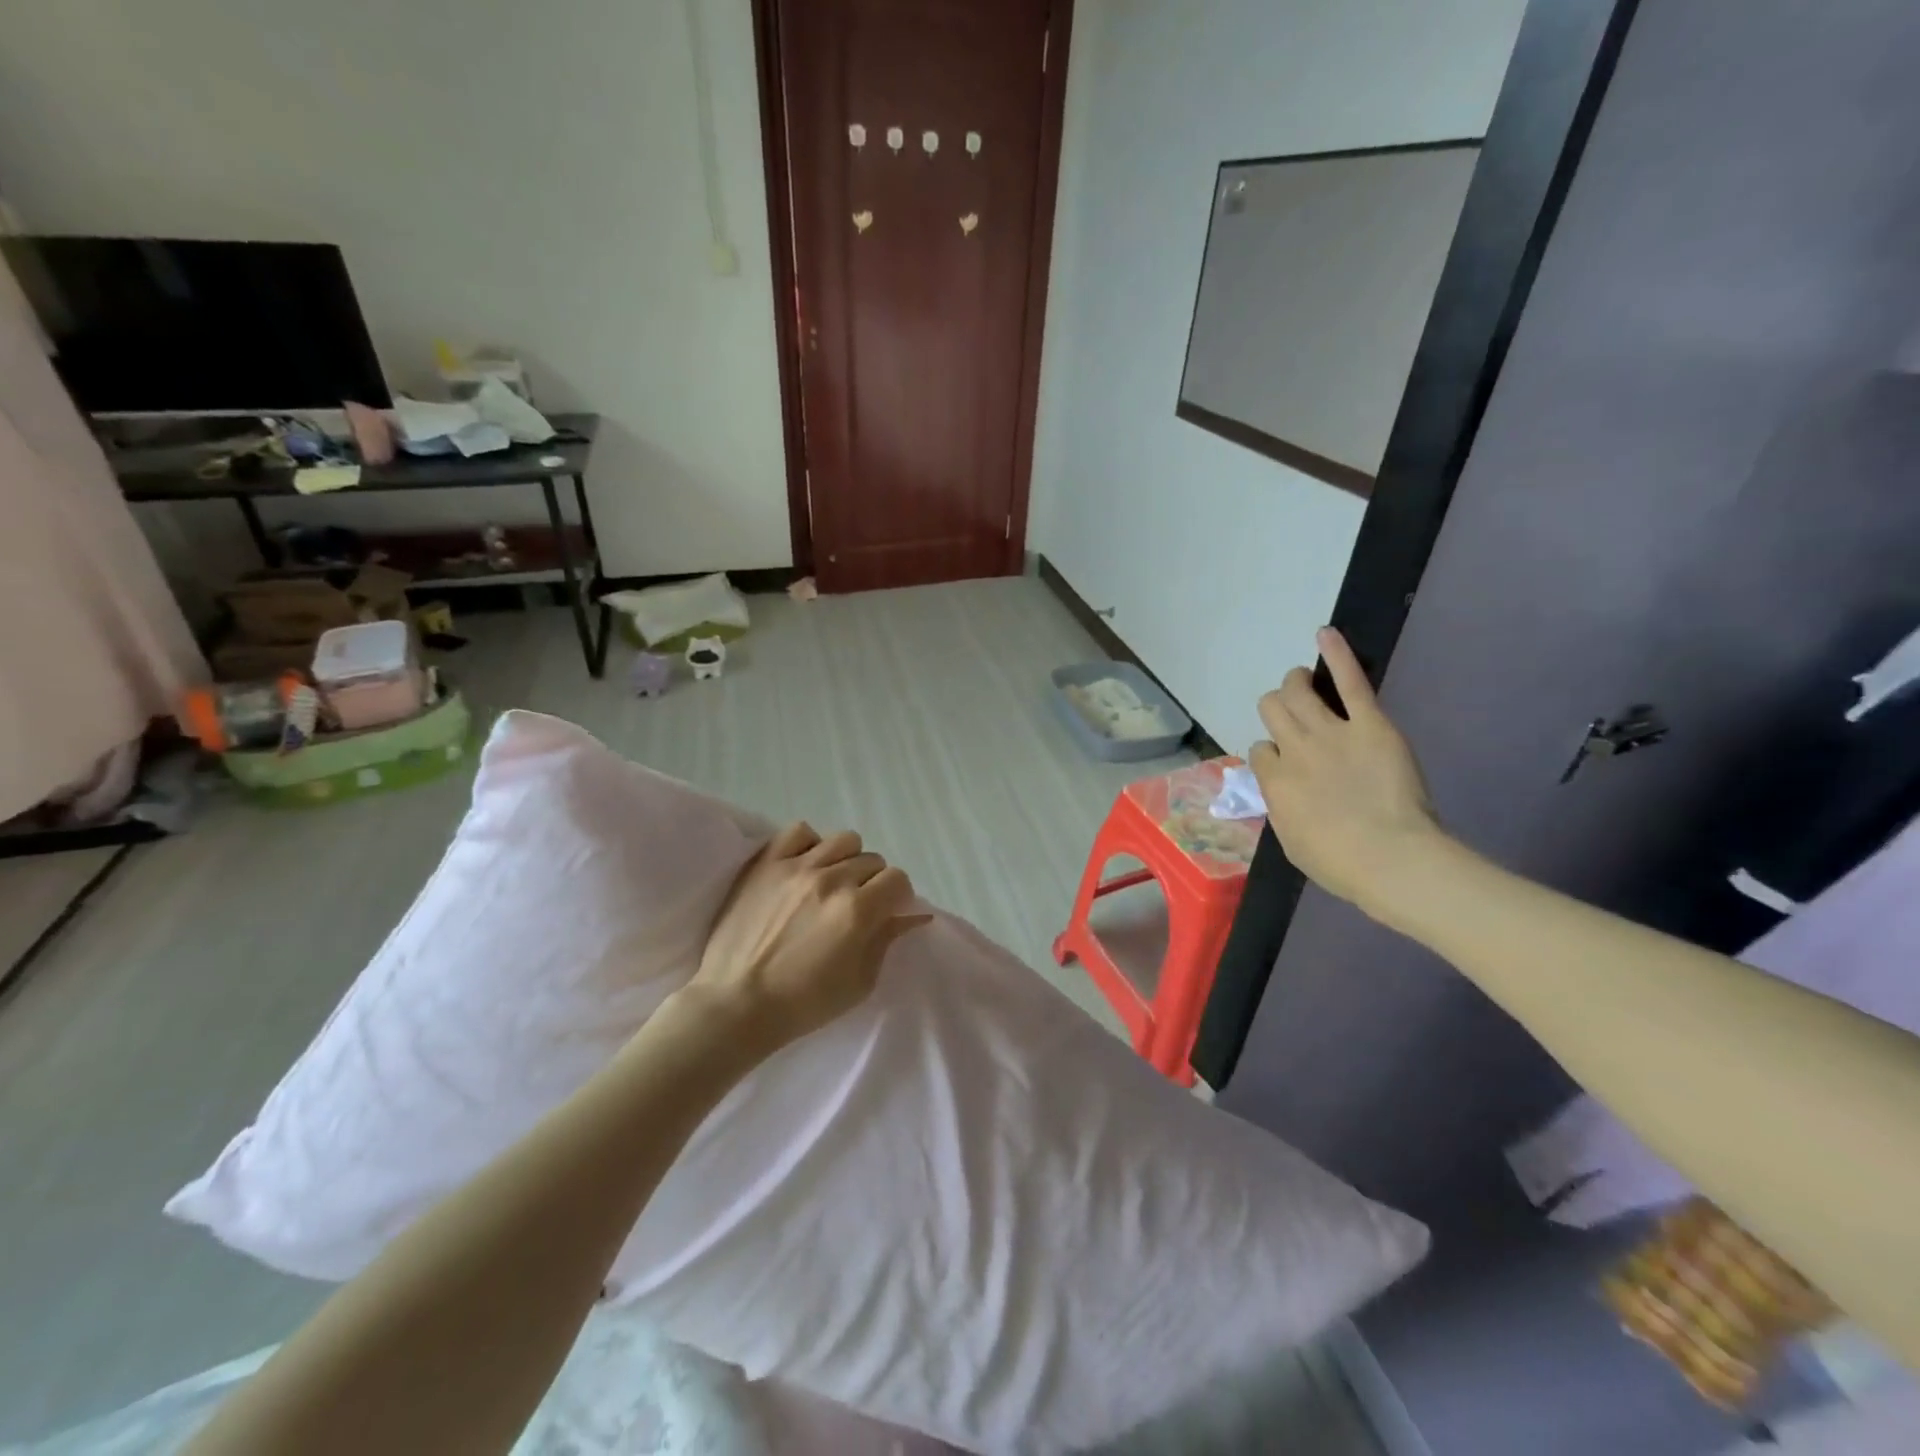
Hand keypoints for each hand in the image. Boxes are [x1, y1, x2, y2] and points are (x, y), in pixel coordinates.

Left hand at [680, 823, 930, 1053]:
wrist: (736, 1004)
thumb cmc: (803, 1004)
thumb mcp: (859, 983)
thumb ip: (887, 940)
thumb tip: (914, 915)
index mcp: (858, 910)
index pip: (898, 879)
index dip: (897, 897)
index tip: (886, 912)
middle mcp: (832, 879)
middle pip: (872, 860)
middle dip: (872, 883)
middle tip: (856, 906)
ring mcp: (797, 866)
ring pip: (843, 840)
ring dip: (846, 860)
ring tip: (831, 883)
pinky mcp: (766, 863)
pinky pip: (799, 831)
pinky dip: (809, 844)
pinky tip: (805, 867)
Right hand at [1251, 628, 1442, 918]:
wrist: (1393, 860)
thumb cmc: (1341, 865)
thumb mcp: (1292, 842)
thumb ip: (1281, 808)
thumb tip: (1281, 792)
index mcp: (1273, 782)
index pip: (1260, 750)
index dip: (1272, 755)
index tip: (1288, 766)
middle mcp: (1293, 749)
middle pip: (1271, 709)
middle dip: (1277, 709)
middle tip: (1293, 718)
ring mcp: (1330, 733)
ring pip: (1296, 690)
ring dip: (1295, 683)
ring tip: (1302, 682)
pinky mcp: (1368, 724)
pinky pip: (1349, 682)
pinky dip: (1337, 655)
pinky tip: (1326, 634)